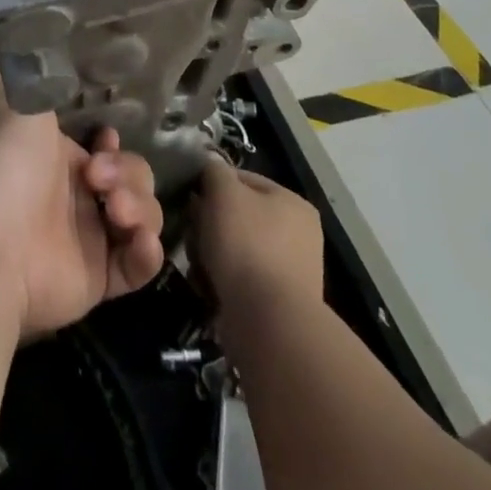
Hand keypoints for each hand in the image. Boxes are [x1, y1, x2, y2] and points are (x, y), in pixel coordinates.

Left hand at [0, 54, 164, 338]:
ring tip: (116, 212)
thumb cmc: (8, 165)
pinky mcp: (100, 280)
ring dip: (141, 208)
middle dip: (128, 173)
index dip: (114, 142)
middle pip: (133, 177)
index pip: (106, 145)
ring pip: (142, 216)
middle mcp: (77, 196)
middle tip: (98, 179)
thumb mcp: (10, 102)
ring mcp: (90, 239)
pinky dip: (146, 252)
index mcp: (58, 157)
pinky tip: (137, 241)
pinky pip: (139, 265)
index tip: (105, 136)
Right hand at [190, 156, 325, 326]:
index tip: (191, 199)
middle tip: (192, 232)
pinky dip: (223, 280)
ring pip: (237, 248)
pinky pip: (242, 280)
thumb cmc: (247, 244)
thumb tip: (210, 168)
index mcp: (293, 202)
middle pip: (240, 215)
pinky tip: (208, 285)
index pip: (243, 179)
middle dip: (211, 223)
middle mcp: (299, 234)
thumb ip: (214, 171)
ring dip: (213, 253)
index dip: (212, 185)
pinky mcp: (279, 304)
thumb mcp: (223, 192)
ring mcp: (292, 271)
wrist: (268, 322)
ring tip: (198, 263)